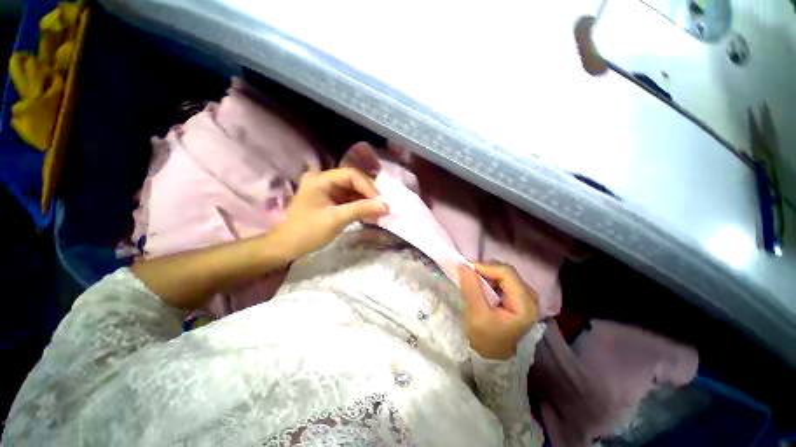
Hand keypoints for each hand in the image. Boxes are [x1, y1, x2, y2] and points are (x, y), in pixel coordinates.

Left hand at [271, 168, 387, 260]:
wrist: (287, 247)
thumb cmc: (308, 231)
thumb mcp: (336, 219)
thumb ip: (361, 209)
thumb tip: (386, 206)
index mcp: (320, 179)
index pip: (351, 175)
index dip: (368, 187)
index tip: (380, 202)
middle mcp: (323, 180)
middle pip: (352, 181)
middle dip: (368, 195)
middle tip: (382, 207)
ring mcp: (326, 190)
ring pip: (352, 191)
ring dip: (365, 202)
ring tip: (379, 213)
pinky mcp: (329, 201)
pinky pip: (348, 199)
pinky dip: (359, 207)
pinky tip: (369, 215)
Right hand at [458, 262, 538, 359]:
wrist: (492, 356)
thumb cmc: (485, 339)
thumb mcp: (476, 314)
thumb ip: (471, 287)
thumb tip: (463, 264)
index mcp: (525, 305)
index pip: (506, 274)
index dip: (485, 267)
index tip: (466, 269)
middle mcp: (530, 298)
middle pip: (507, 272)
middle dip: (486, 270)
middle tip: (468, 274)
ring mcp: (526, 297)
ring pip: (505, 274)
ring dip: (487, 274)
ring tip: (473, 280)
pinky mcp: (519, 298)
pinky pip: (504, 280)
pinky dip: (490, 278)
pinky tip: (481, 285)